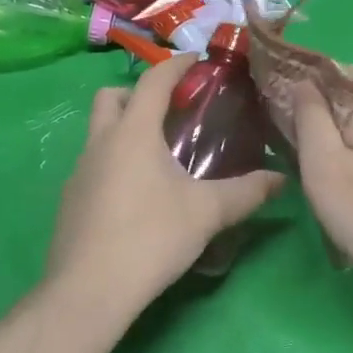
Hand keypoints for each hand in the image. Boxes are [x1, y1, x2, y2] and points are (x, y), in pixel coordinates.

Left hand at [46, 54, 284, 310]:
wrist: (88, 290)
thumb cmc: (151, 237)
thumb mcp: (207, 213)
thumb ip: (247, 192)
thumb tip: (282, 179)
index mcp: (133, 132)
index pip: (153, 81)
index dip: (176, 65)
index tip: (197, 62)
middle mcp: (100, 142)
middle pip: (112, 97)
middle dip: (139, 93)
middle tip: (170, 112)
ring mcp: (79, 171)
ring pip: (98, 131)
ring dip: (125, 129)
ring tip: (159, 156)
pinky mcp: (70, 199)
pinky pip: (93, 163)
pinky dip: (114, 161)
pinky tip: (137, 194)